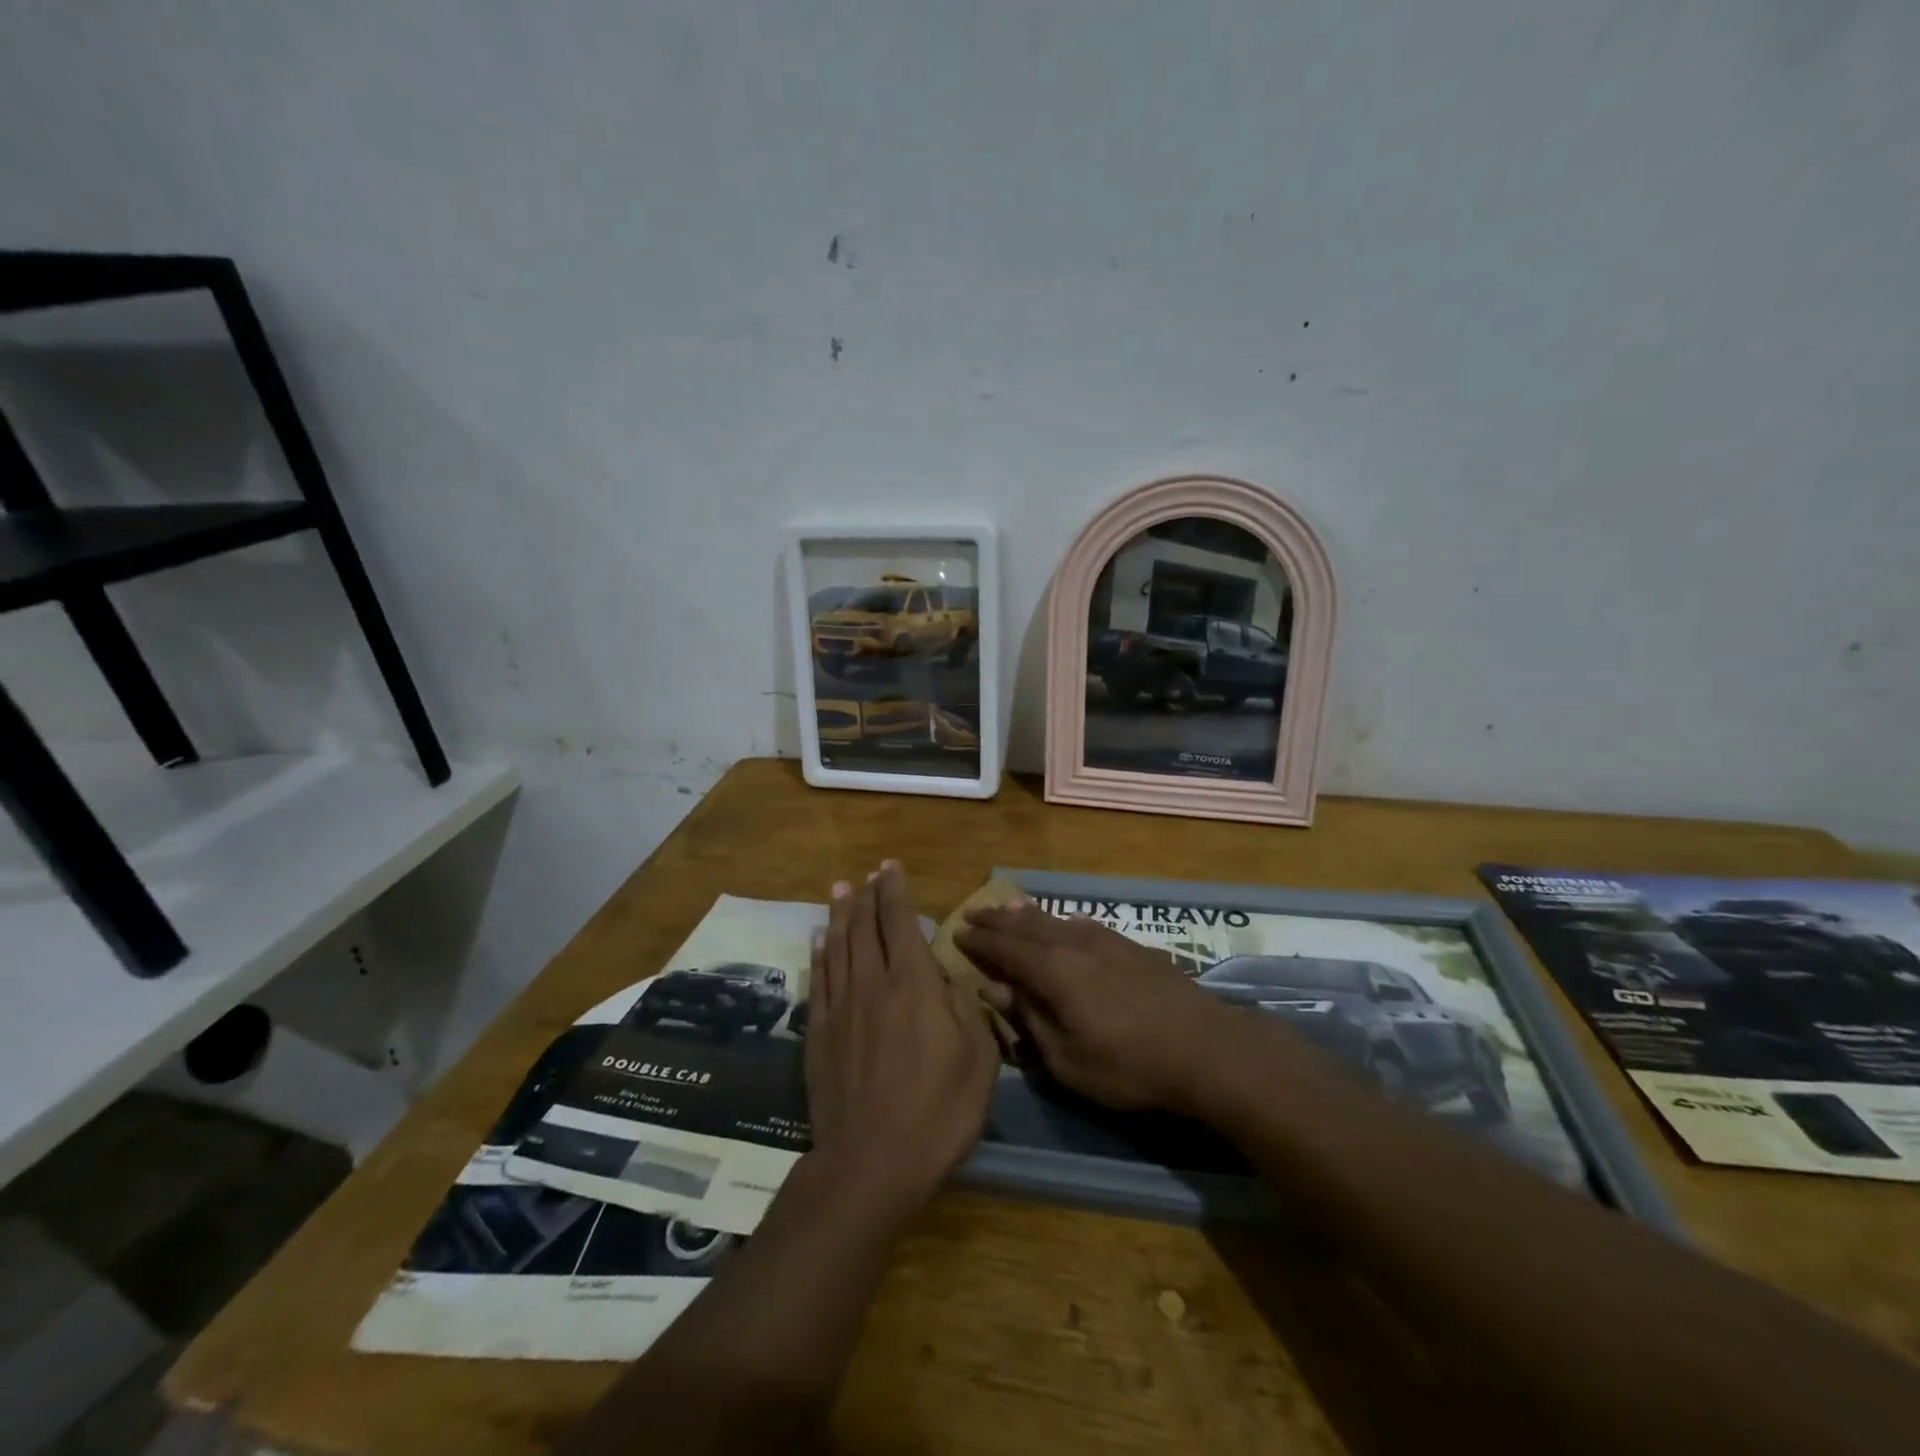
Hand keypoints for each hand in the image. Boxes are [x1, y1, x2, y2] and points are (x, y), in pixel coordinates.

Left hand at [805, 862, 998, 1225]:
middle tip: (867, 873)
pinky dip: (819, 953)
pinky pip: (818, 979)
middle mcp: (872, 983)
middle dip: (866, 895)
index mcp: (912, 984)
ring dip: (839, 914)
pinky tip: (818, 938)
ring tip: (840, 888)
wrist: (871, 1162)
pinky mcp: (819, 1033)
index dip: (894, 890)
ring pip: (837, 946)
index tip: (890, 867)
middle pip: (864, 927)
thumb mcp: (979, 1060)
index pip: (899, 922)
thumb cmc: (938, 1111)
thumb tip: (948, 979)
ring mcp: (840, 1007)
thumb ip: (966, 1009)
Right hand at [955, 900, 1237, 1111]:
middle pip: (1029, 926)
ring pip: (1057, 920)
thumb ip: (1030, 1020)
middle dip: (999, 920)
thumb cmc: (1130, 1066)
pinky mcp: (1133, 947)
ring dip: (1028, 915)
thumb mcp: (1068, 1060)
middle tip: (975, 912)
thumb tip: (996, 989)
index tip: (958, 932)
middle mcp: (1076, 945)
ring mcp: (1108, 942)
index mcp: (1055, 972)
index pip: (1007, 949)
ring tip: (1009, 908)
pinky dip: (1062, 921)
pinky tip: (1064, 924)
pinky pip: (1084, 925)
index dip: (981, 942)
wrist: (1207, 1049)